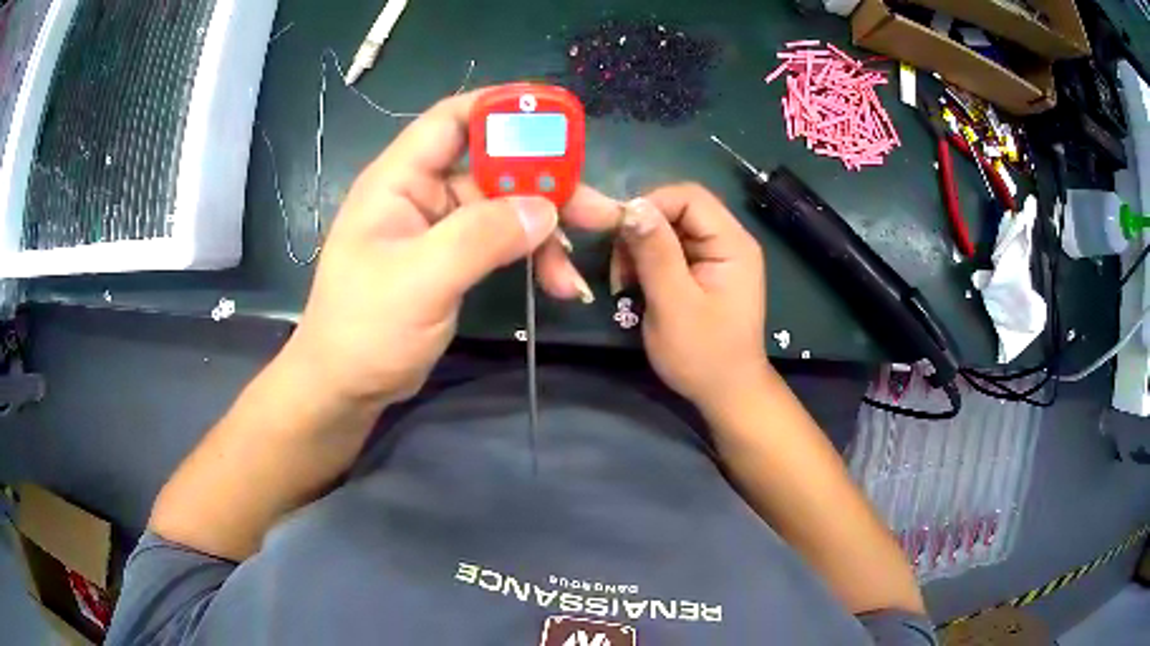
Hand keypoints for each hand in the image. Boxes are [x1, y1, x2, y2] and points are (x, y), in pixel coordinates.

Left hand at [282, 88, 617, 409]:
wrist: (346, 386)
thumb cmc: (366, 329)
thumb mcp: (421, 280)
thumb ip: (481, 237)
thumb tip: (545, 209)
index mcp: (399, 180)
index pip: (452, 119)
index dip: (502, 108)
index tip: (557, 119)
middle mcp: (421, 194)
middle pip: (494, 167)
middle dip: (546, 185)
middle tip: (598, 210)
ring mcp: (438, 227)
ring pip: (505, 209)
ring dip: (545, 232)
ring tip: (577, 267)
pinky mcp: (452, 259)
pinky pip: (501, 243)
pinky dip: (531, 258)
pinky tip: (558, 284)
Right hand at [617, 184, 769, 412]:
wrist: (726, 393)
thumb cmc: (703, 355)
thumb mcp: (674, 304)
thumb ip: (655, 254)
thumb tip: (631, 206)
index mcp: (732, 243)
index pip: (689, 196)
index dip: (650, 205)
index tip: (617, 234)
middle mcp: (728, 240)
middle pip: (678, 209)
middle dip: (642, 230)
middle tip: (619, 266)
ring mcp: (717, 255)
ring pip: (669, 228)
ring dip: (640, 247)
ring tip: (625, 281)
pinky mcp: (704, 270)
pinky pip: (670, 249)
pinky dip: (647, 261)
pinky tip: (636, 284)